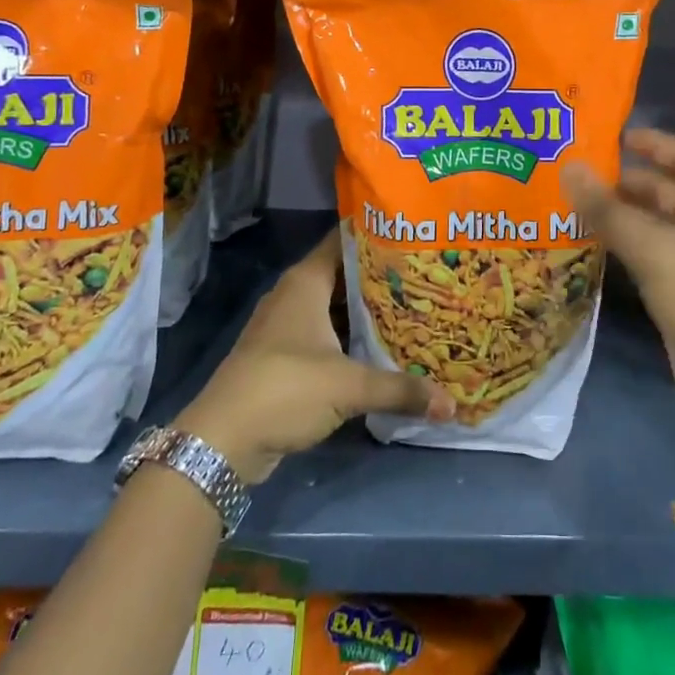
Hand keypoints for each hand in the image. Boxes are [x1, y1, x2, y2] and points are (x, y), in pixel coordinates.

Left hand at [170, 231, 454, 483]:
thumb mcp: (349, 387)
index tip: (414, 234)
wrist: (222, 441)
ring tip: (413, 307)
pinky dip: (351, 336)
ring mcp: (286, 325)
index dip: (377, 234)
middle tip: (425, 275)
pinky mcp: (284, 355)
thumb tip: (452, 403)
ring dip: (366, 310)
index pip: (344, 240)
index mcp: (306, 281)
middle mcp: (295, 295)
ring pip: (335, 306)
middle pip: (344, 274)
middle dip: (381, 276)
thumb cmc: (285, 389)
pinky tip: (381, 346)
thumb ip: (401, 390)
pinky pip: (326, 333)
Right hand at [564, 129, 674, 459]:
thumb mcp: (654, 248)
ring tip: (564, 202)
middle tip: (568, 171)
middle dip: (620, 179)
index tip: (606, 134)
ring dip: (615, 213)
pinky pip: (645, 253)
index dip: (648, 141)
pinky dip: (619, 244)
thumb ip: (608, 209)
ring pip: (649, 222)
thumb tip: (568, 166)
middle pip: (661, 187)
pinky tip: (584, 242)